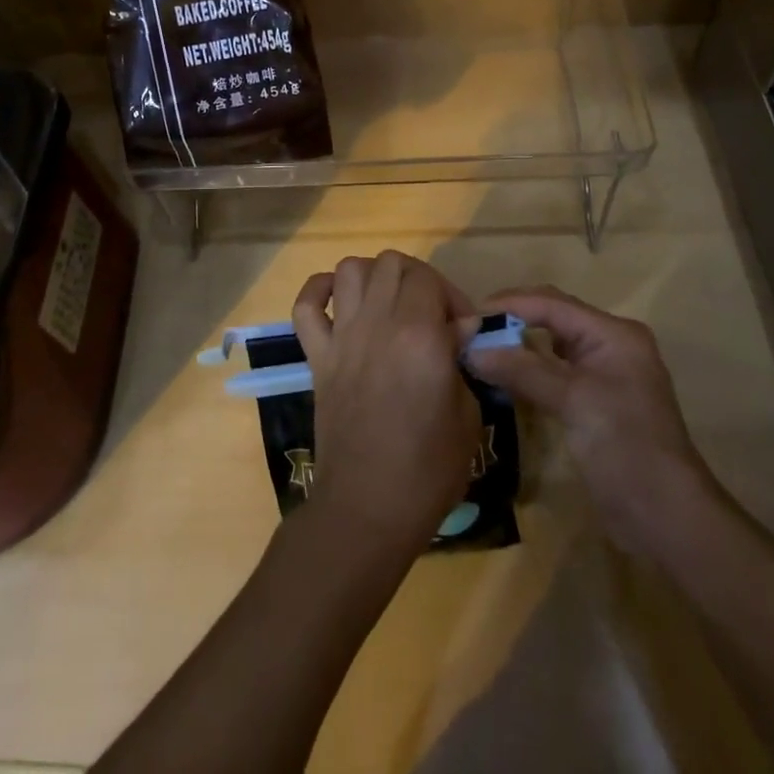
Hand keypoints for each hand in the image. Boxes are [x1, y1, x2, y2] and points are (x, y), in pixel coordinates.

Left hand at [291, 251, 481, 551]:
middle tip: (430, 314)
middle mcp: (378, 323)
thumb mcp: (467, 415)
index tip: (462, 328)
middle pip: (392, 263)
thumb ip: (459, 359)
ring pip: (350, 268)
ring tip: (389, 305)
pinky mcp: (317, 356)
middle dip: (417, 279)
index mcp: (420, 336)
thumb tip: (456, 329)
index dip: (451, 296)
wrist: (367, 510)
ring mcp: (342, 337)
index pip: (430, 279)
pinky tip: (339, 302)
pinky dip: (319, 291)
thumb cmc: (428, 470)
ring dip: (373, 277)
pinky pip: (305, 304)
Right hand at [466, 285, 710, 554]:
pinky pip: (554, 372)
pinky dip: (527, 370)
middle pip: (552, 318)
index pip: (552, 303)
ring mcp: (603, 374)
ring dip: (517, 345)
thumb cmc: (626, 447)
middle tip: (468, 331)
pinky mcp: (594, 402)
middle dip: (511, 321)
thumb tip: (470, 350)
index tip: (467, 315)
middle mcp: (609, 345)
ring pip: (550, 346)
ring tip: (478, 349)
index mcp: (613, 333)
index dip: (509, 305)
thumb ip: (522, 370)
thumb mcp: (573, 401)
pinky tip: (502, 377)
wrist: (667, 519)